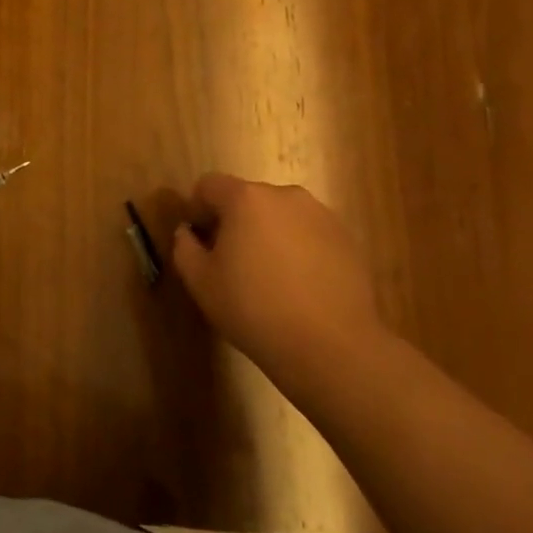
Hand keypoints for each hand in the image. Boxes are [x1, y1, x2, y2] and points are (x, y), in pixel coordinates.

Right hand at [170, 175, 384, 385]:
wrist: (332, 347)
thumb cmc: (254, 309)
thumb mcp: (200, 282)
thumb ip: (184, 247)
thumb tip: (188, 232)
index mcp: (246, 198)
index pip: (208, 185)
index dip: (197, 209)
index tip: (200, 242)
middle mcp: (286, 195)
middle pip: (247, 198)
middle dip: (234, 222)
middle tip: (231, 262)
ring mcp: (322, 216)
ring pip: (280, 216)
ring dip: (268, 234)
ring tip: (269, 277)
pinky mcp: (348, 240)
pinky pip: (309, 234)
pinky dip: (298, 250)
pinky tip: (298, 287)